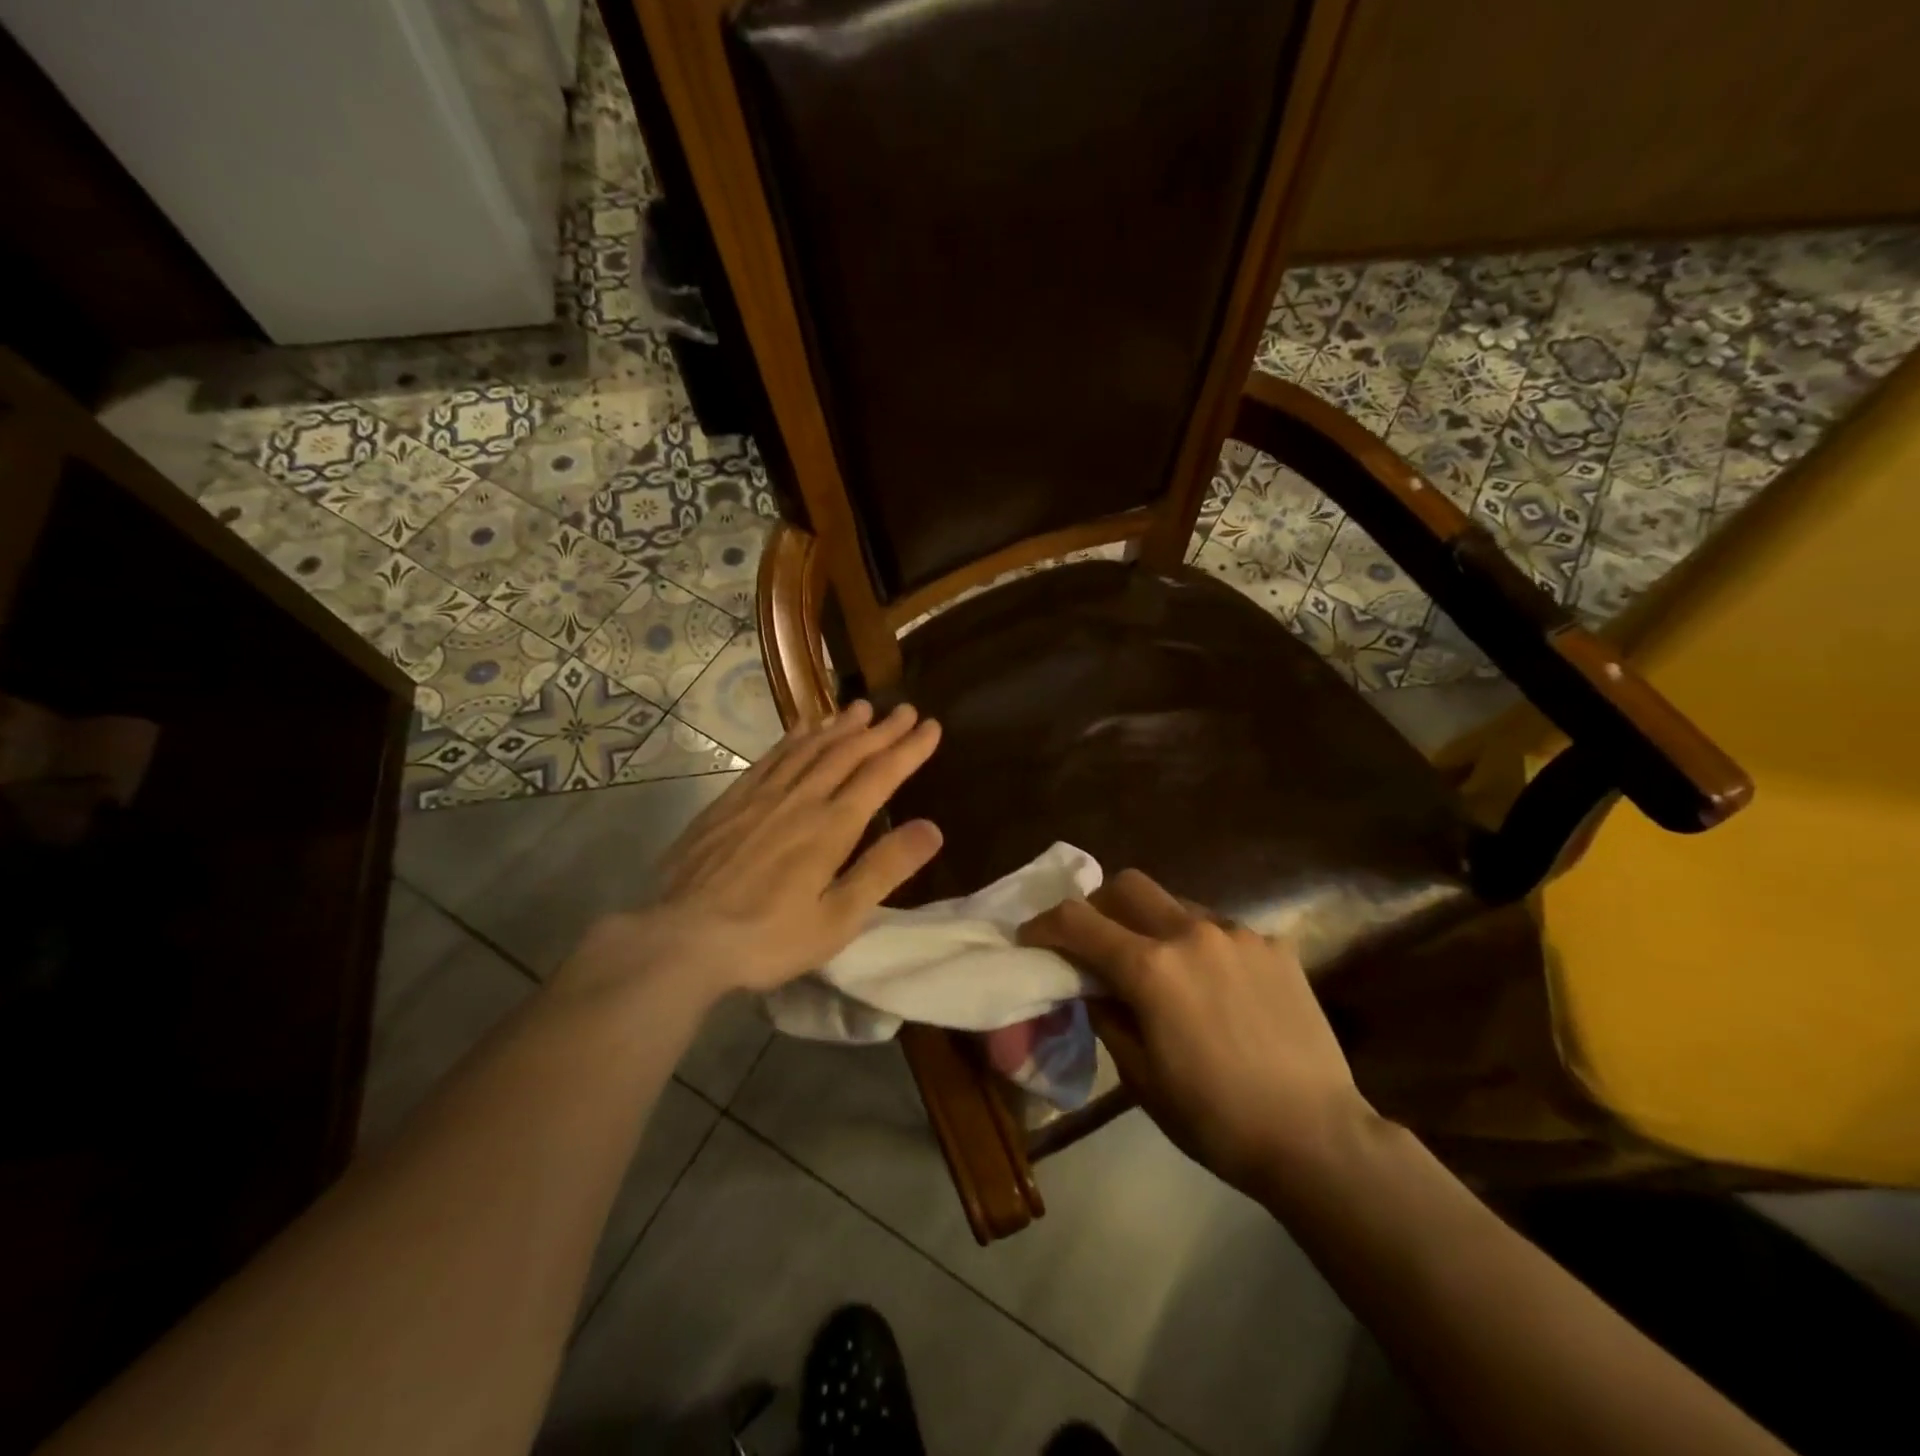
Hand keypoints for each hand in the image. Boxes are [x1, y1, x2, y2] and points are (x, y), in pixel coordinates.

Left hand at [560, 702, 942, 1003]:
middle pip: (847, 753)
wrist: (680, 939)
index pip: (880, 775)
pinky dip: (794, 738)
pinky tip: (803, 729)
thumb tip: (933, 828)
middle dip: (881, 730)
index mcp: (831, 827)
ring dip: (840, 726)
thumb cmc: (768, 938)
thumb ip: (884, 870)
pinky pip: (771, 757)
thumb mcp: (838, 919)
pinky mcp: (731, 802)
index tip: (932, 726)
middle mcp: (801, 799)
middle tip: (905, 709)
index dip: (909, 749)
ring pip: (809, 748)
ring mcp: (762, 796)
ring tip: (862, 708)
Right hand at [1019, 870, 1375, 1197]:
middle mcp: (1191, 933)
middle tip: (1097, 942)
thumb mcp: (1140, 1076)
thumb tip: (1088, 983)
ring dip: (1153, 925)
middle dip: (1100, 906)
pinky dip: (1200, 945)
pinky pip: (1220, 929)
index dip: (1044, 925)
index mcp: (1151, 967)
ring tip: (1163, 970)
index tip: (1031, 938)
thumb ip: (1106, 1014)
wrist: (1317, 1138)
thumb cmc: (1215, 1118)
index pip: (1077, 921)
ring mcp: (1238, 934)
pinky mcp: (1274, 945)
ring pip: (1176, 903)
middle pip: (1127, 885)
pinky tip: (1216, 987)